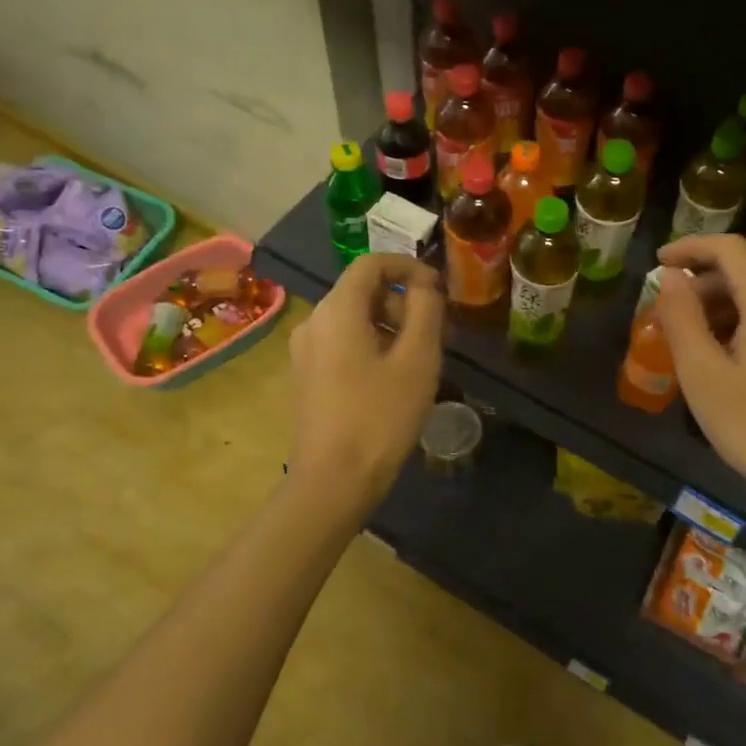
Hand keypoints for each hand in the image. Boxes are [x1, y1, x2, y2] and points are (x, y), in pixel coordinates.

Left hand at [289, 254, 444, 510]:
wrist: (333, 482)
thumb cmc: (380, 417)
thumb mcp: (417, 359)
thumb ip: (425, 310)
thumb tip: (424, 283)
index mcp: (336, 310)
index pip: (371, 263)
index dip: (408, 267)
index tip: (439, 290)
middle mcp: (313, 322)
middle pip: (363, 291)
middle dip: (404, 302)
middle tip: (438, 334)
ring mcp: (306, 351)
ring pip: (354, 319)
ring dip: (392, 326)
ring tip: (422, 360)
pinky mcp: (307, 376)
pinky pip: (343, 343)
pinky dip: (373, 345)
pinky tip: (396, 379)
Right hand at [654, 235, 745, 521]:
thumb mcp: (703, 373)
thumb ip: (681, 316)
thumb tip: (670, 277)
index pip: (729, 249)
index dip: (689, 248)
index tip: (657, 264)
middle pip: (744, 273)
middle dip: (700, 286)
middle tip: (664, 318)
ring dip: (718, 308)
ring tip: (687, 343)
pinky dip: (741, 325)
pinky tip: (721, 359)